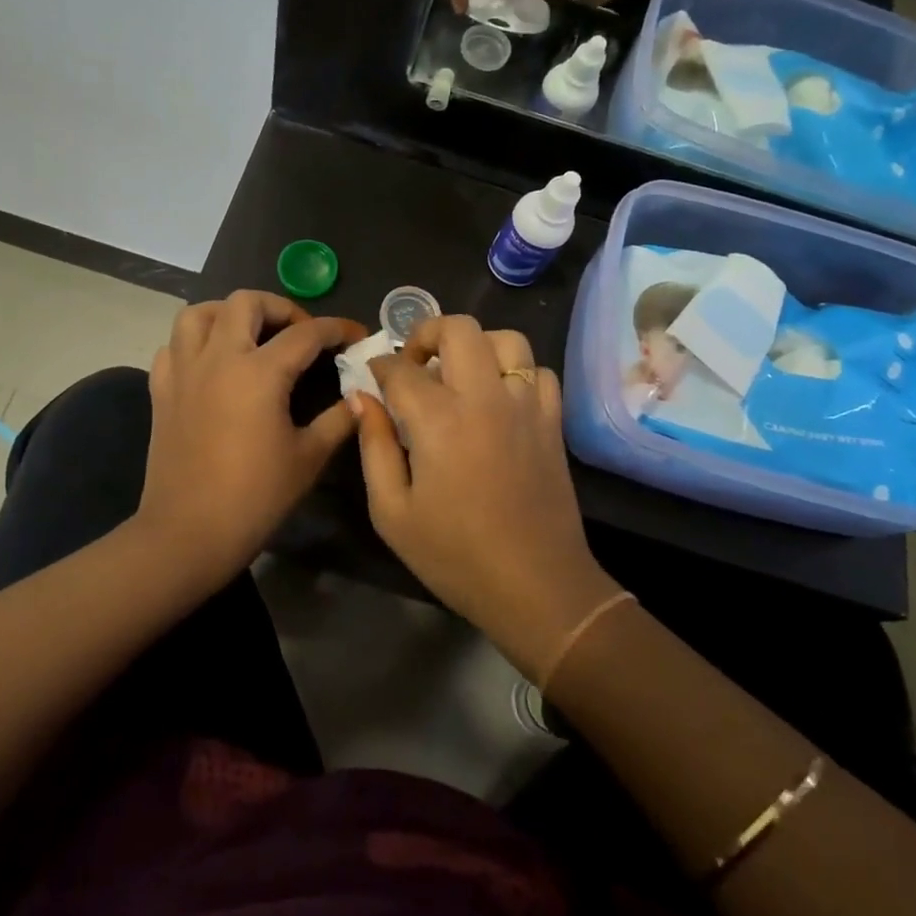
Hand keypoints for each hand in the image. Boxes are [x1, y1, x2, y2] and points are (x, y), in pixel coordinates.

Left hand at [137, 291, 365, 582]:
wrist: (188, 533)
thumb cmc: (255, 497)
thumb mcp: (308, 457)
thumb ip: (339, 419)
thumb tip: (363, 396)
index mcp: (259, 372)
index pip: (306, 333)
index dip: (337, 328)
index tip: (355, 335)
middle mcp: (218, 358)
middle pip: (246, 302)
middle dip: (280, 308)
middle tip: (299, 334)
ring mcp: (184, 371)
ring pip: (199, 314)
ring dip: (229, 314)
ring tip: (250, 335)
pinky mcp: (161, 391)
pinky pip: (173, 347)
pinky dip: (195, 343)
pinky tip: (212, 364)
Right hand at [352, 317, 619, 679]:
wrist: (536, 587)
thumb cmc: (455, 555)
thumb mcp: (392, 511)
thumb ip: (374, 446)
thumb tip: (363, 398)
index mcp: (439, 418)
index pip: (401, 367)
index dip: (379, 366)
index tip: (371, 378)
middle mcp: (485, 397)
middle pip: (458, 328)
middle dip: (427, 333)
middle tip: (414, 365)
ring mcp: (526, 405)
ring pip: (506, 339)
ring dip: (476, 345)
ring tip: (459, 375)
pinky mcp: (553, 421)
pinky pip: (539, 371)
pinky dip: (516, 372)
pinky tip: (498, 399)